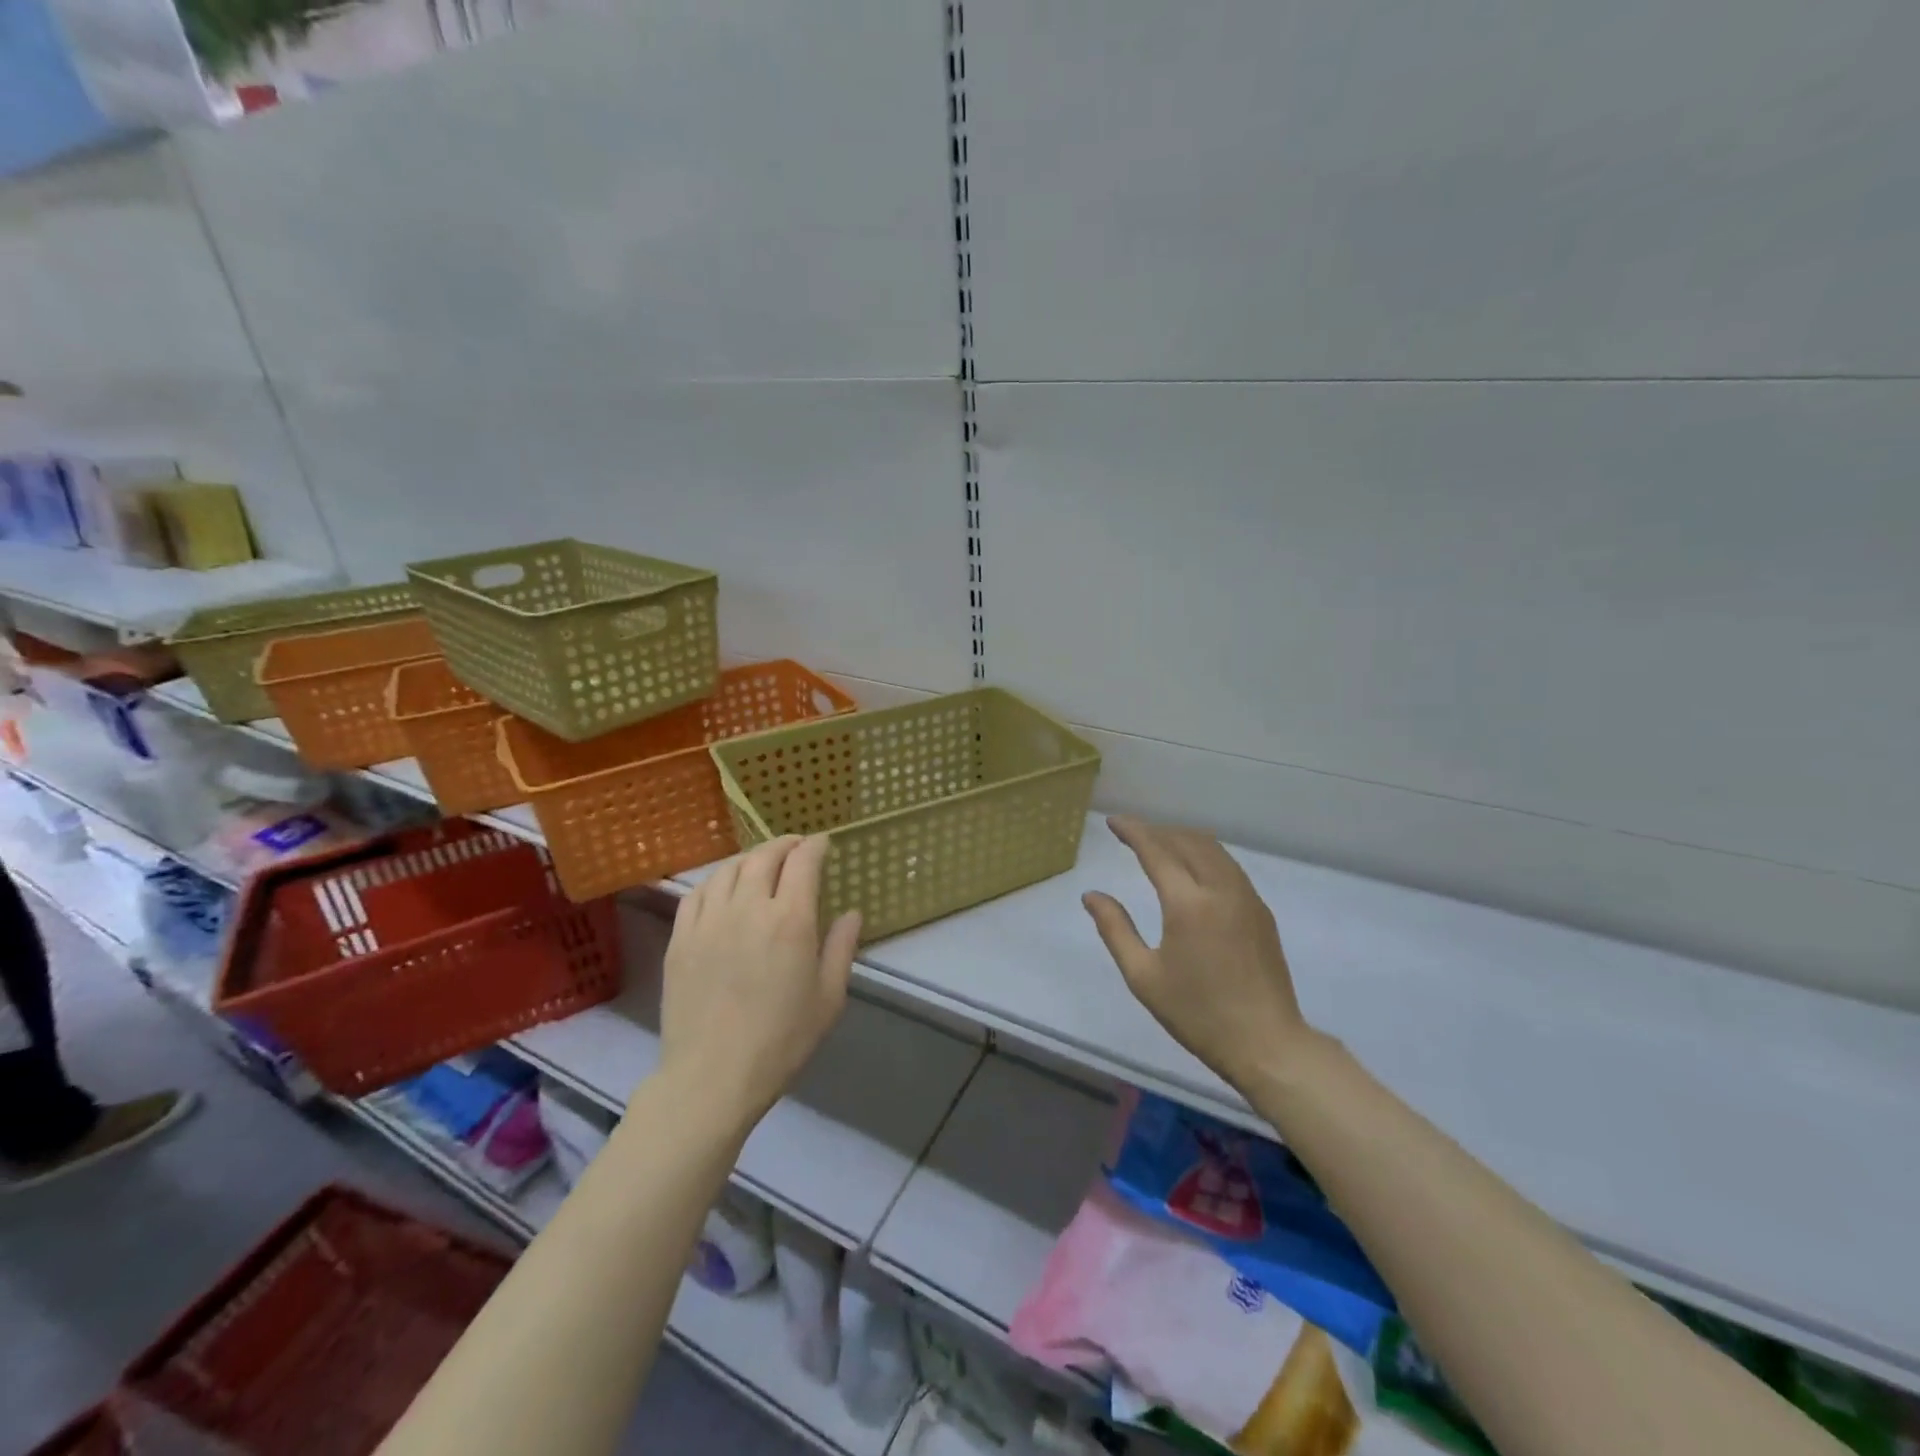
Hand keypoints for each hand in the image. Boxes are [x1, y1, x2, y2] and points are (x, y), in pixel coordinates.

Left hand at [657, 835, 860, 1123]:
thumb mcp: (828, 998)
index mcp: (790, 920)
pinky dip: (716, 880)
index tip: (823, 844)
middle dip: (784, 845)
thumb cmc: (781, 1040)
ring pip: (728, 869)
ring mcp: (709, 921)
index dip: (815, 846)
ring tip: (761, 863)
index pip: (803, 862)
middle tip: (796, 847)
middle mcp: (748, 908)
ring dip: (750, 858)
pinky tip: (723, 888)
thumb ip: (842, 948)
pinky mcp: (681, 939)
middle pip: (764, 857)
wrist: (712, 1076)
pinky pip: (697, 893)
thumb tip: (852, 913)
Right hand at [1083, 816, 1313, 1094]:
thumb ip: (1115, 929)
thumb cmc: (1197, 1013)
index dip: (1134, 831)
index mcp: (1188, 903)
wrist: (1266, 1043)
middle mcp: (1221, 889)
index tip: (1114, 821)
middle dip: (1158, 831)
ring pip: (1213, 849)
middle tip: (1131, 833)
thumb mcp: (1143, 976)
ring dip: (1183, 839)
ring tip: (1159, 844)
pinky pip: (1228, 866)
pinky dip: (1204, 854)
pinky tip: (1192, 869)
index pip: (1157, 850)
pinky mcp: (1261, 911)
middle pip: (1188, 841)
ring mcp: (1246, 898)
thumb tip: (1091, 895)